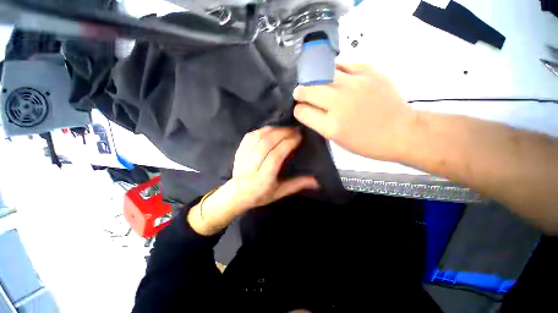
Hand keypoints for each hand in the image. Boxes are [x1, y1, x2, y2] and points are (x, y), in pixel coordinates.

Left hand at [227, 126, 318, 211]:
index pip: (276, 156)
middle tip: (295, 130)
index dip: (288, 143)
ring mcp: (243, 157)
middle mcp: (251, 167)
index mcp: (263, 180)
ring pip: (258, 137)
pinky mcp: (239, 151)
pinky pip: (250, 136)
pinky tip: (271, 129)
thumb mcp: (280, 192)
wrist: (237, 194)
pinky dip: (262, 130)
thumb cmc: (260, 195)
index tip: (298, 136)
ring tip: (285, 128)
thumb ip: (297, 185)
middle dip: (283, 133)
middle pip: (267, 144)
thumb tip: (317, 182)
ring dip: (273, 130)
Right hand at [293, 63, 412, 160]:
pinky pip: (343, 64)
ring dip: (315, 80)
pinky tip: (336, 76)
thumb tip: (307, 109)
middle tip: (302, 93)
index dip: (298, 110)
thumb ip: (319, 123)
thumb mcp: (337, 140)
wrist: (400, 132)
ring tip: (318, 84)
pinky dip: (334, 70)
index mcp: (330, 126)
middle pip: (307, 90)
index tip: (301, 109)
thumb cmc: (366, 142)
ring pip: (321, 74)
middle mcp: (339, 103)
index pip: (301, 111)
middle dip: (300, 92)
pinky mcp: (369, 72)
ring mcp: (354, 84)